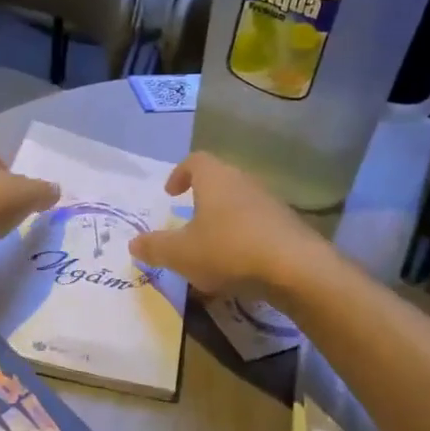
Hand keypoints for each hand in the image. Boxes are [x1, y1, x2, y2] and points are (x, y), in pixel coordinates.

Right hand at [128, 152, 327, 303]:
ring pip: (240, 205)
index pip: (195, 161)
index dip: (180, 173)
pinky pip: (258, 227)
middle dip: (202, 200)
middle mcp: (244, 183)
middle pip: (220, 181)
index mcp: (215, 179)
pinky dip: (244, 240)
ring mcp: (270, 203)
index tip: (171, 193)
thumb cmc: (228, 250)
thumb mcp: (181, 254)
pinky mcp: (288, 227)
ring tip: (210, 249)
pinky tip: (238, 267)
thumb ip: (155, 248)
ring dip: (223, 222)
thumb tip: (133, 244)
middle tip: (187, 221)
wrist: (295, 269)